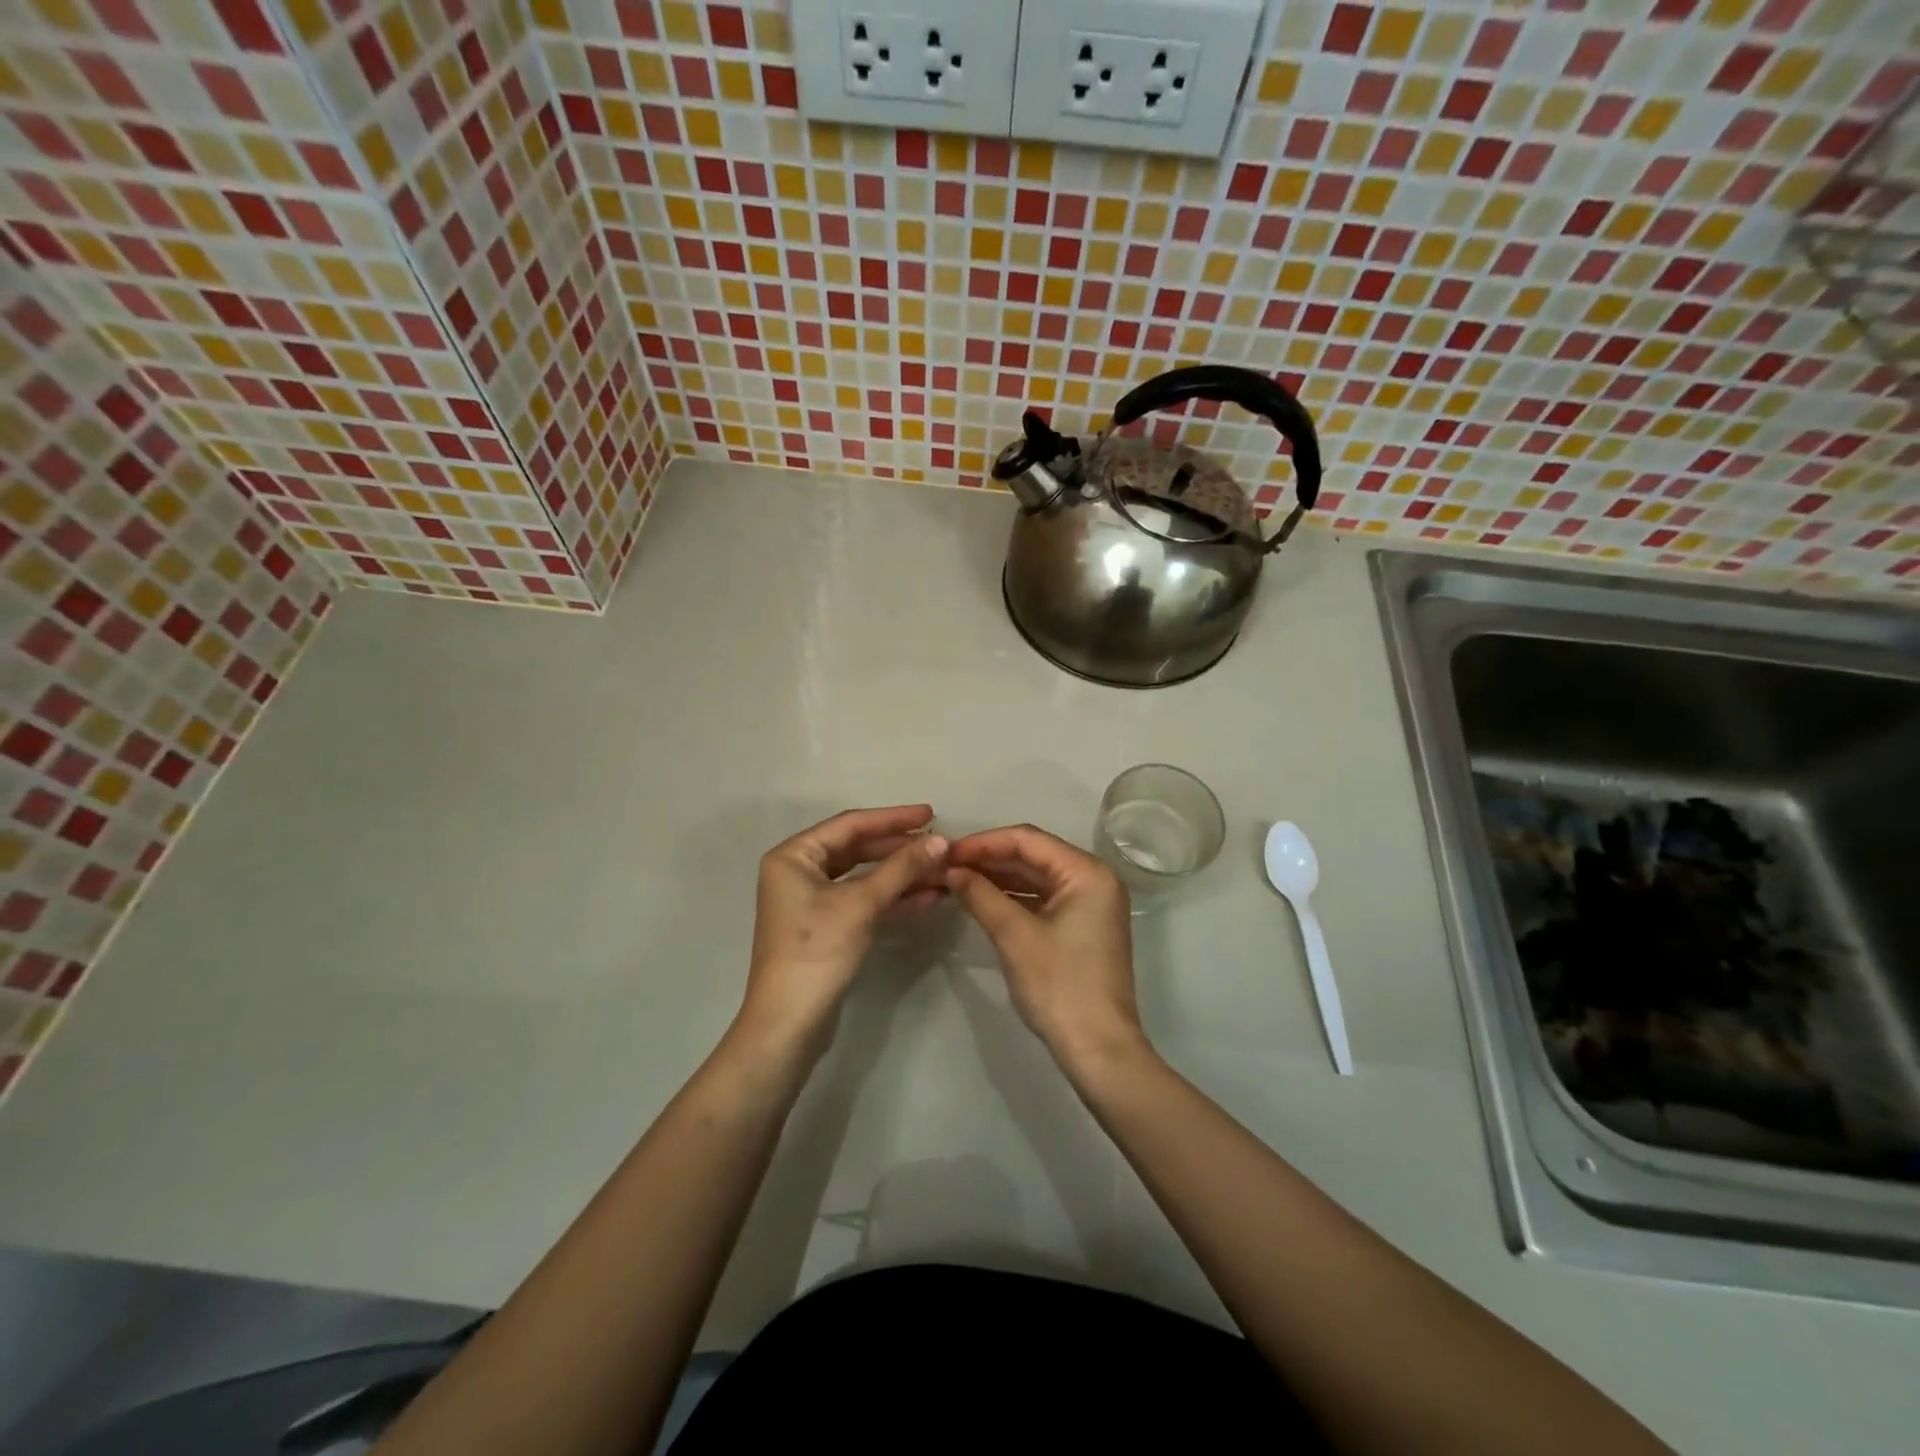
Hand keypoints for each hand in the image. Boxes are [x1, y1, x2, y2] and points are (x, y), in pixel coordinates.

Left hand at [738, 805, 948, 1055]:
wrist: (789, 1024)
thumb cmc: (817, 951)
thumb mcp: (861, 903)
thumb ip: (901, 868)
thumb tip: (941, 840)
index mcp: (794, 856)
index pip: (850, 825)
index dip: (893, 819)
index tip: (931, 814)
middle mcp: (798, 872)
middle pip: (857, 849)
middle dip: (900, 849)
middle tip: (940, 846)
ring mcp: (811, 901)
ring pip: (864, 877)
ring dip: (901, 874)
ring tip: (942, 872)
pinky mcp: (826, 927)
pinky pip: (863, 901)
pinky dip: (892, 898)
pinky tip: (928, 897)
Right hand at [946, 825, 1143, 1067]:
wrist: (1098, 1050)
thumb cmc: (1060, 986)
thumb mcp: (1015, 936)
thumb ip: (981, 895)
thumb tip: (951, 870)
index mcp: (1087, 872)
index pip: (1028, 840)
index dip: (984, 843)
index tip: (947, 851)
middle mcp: (1093, 879)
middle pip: (1034, 856)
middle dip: (989, 859)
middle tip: (946, 865)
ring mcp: (1089, 904)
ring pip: (1036, 878)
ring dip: (998, 878)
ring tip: (956, 880)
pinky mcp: (1081, 926)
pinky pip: (1042, 899)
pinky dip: (1013, 898)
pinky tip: (981, 900)